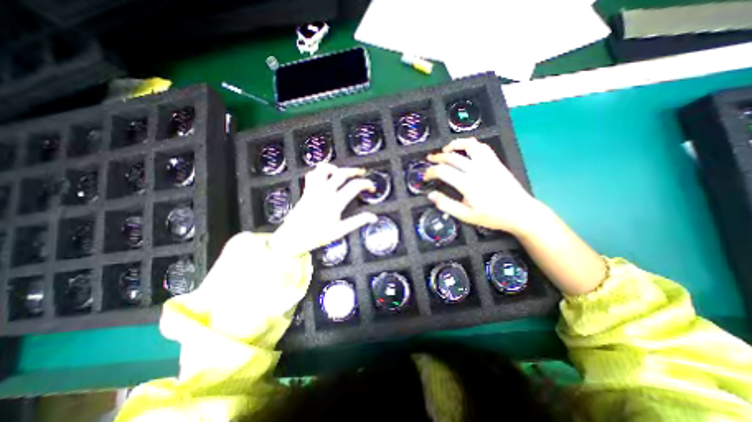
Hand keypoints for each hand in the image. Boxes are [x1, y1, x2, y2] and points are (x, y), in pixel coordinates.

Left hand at [267, 163, 378, 257]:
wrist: (293, 237)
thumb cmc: (317, 236)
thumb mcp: (340, 231)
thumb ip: (357, 222)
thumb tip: (373, 217)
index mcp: (335, 203)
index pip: (354, 186)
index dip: (366, 184)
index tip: (371, 187)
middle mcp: (324, 192)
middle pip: (341, 173)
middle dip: (354, 171)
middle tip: (362, 173)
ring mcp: (314, 189)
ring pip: (324, 169)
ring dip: (335, 168)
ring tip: (342, 173)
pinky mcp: (307, 190)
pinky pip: (312, 174)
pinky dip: (320, 173)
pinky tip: (326, 178)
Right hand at [426, 139, 544, 237]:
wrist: (520, 212)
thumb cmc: (492, 216)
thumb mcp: (466, 216)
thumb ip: (446, 205)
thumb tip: (431, 195)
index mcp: (468, 184)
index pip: (443, 171)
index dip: (430, 172)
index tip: (425, 176)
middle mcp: (476, 169)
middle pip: (452, 157)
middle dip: (437, 157)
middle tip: (429, 159)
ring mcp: (487, 163)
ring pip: (468, 145)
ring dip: (454, 145)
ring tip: (446, 149)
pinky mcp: (495, 162)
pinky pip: (482, 147)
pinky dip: (470, 144)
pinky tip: (465, 149)